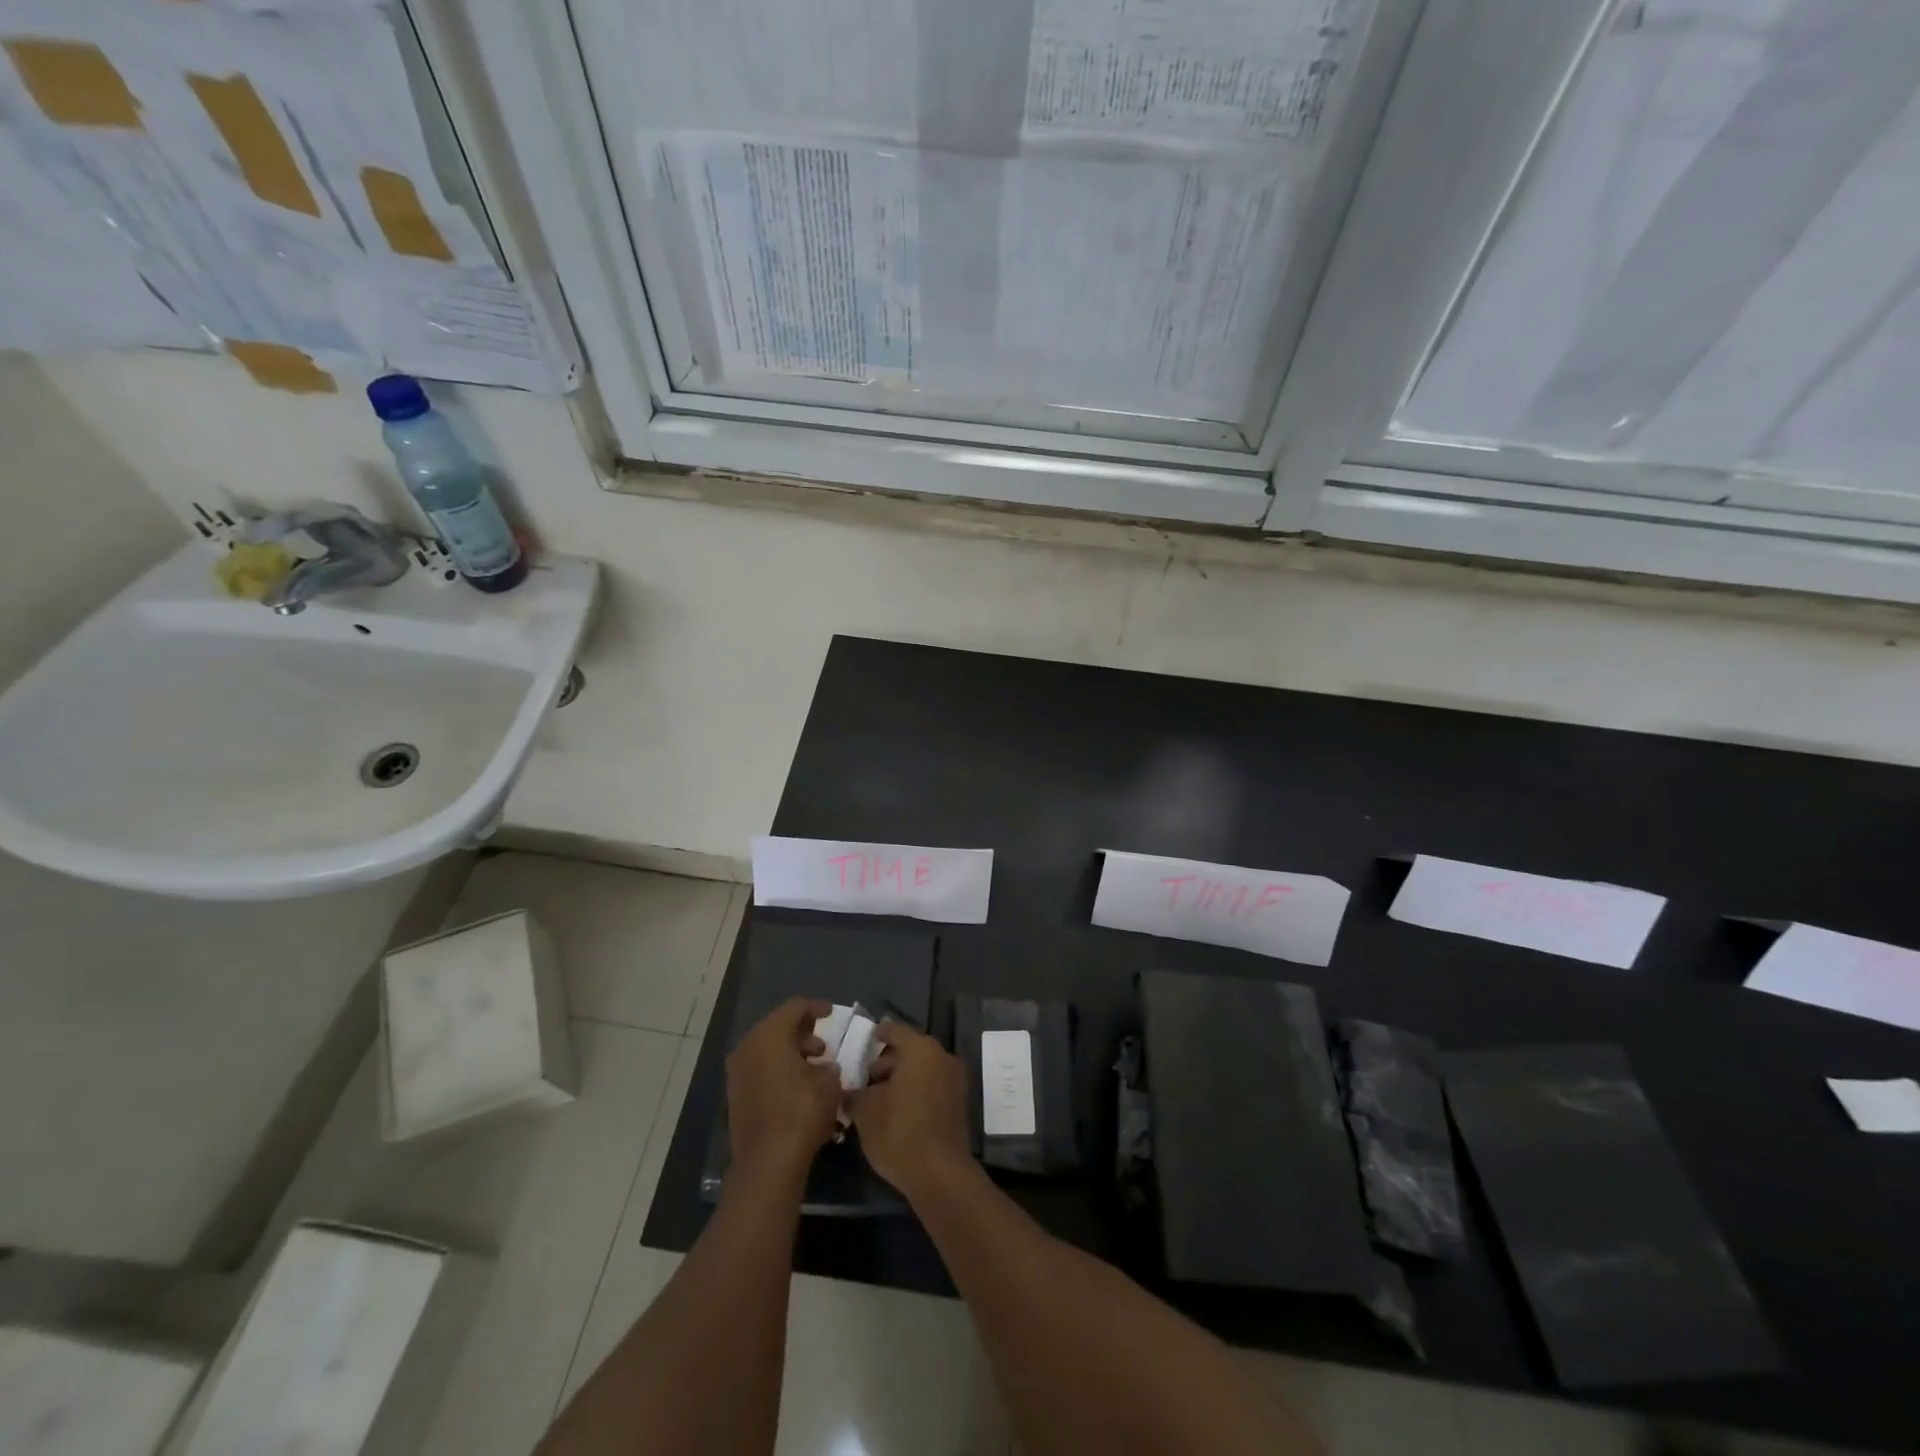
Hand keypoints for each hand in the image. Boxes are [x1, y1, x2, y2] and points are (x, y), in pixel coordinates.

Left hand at [726, 996, 841, 1183]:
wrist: (768, 1162)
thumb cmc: (801, 1112)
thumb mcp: (829, 1082)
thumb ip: (828, 1066)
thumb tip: (825, 1068)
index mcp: (769, 1035)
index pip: (794, 1008)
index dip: (815, 1007)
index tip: (831, 1012)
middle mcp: (748, 1047)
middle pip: (777, 1027)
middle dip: (802, 1032)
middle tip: (823, 1044)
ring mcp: (737, 1072)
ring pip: (767, 1049)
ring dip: (791, 1052)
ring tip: (815, 1067)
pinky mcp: (735, 1095)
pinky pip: (760, 1069)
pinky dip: (779, 1069)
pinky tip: (798, 1085)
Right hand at [847, 1020, 971, 1199]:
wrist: (939, 1174)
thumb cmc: (898, 1132)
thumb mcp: (865, 1111)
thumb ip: (855, 1093)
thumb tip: (849, 1090)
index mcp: (920, 1049)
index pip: (894, 1030)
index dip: (877, 1034)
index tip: (865, 1041)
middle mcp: (942, 1057)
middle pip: (910, 1049)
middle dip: (887, 1062)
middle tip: (866, 1078)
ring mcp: (955, 1080)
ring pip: (923, 1069)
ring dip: (902, 1078)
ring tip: (879, 1099)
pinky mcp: (959, 1103)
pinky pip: (933, 1086)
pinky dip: (916, 1090)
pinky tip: (898, 1111)